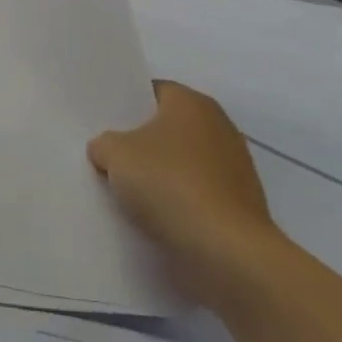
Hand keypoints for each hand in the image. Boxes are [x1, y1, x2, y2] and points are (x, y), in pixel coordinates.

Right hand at [88, 81, 285, 308]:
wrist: (225, 250)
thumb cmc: (168, 185)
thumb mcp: (114, 155)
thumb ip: (104, 143)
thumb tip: (107, 149)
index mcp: (192, 103)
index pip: (152, 91)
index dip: (125, 104)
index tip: (102, 122)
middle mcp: (219, 126)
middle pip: (168, 126)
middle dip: (140, 140)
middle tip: (107, 155)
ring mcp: (235, 166)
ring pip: (182, 161)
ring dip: (160, 172)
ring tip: (126, 189)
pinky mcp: (239, 203)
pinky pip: (196, 191)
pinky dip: (178, 199)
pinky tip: (154, 214)